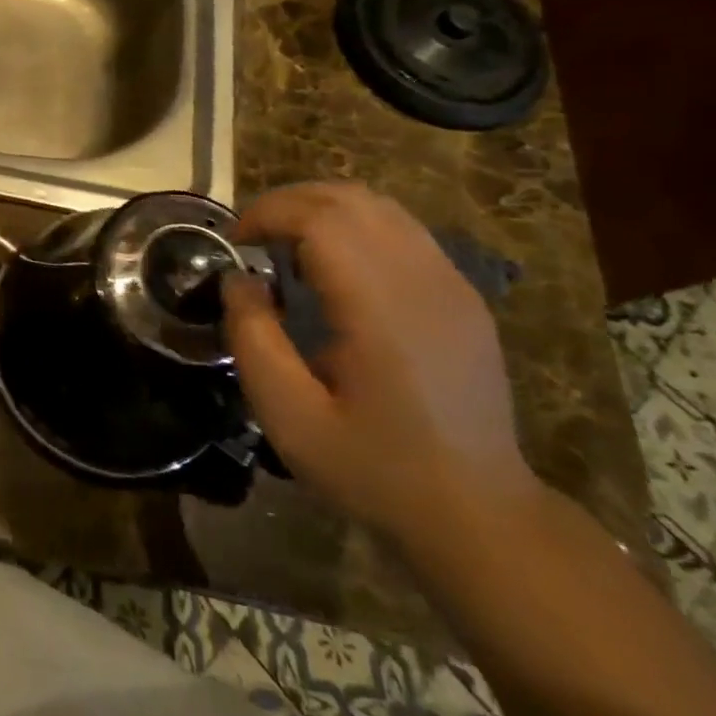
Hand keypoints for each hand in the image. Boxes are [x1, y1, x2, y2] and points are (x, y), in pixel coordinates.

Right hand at [223, 182, 537, 548]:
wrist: (481, 516)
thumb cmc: (375, 469)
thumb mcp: (289, 416)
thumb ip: (252, 338)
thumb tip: (238, 279)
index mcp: (383, 309)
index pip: (322, 218)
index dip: (267, 213)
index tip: (234, 242)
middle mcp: (425, 282)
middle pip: (351, 199)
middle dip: (289, 202)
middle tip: (251, 237)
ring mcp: (452, 286)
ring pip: (380, 206)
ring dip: (322, 209)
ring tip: (286, 245)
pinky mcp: (463, 297)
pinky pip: (402, 231)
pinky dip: (354, 227)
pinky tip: (333, 268)